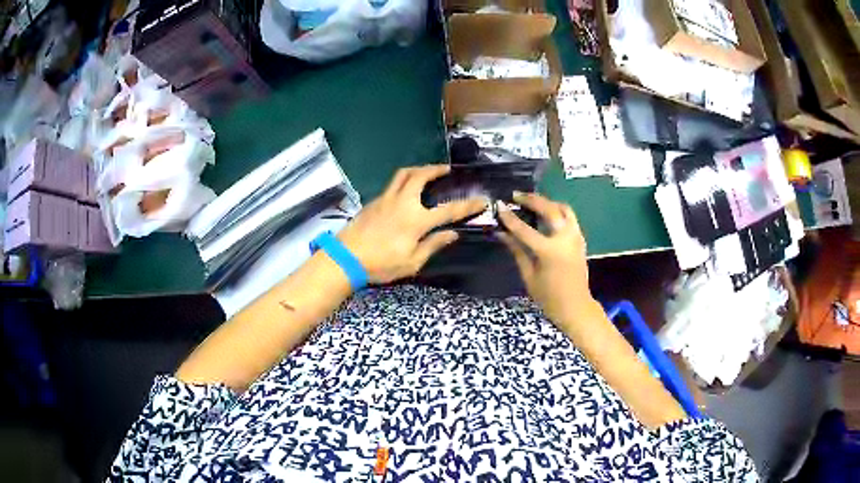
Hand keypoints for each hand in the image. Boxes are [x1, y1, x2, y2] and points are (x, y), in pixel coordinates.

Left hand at [338, 165, 486, 283]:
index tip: (482, 200)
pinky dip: (404, 180)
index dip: (468, 205)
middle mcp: (403, 202)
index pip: (449, 210)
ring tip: (427, 172)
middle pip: (421, 176)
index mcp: (416, 219)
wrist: (346, 257)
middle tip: (447, 169)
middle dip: (436, 169)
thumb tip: (452, 234)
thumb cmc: (381, 264)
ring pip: (403, 174)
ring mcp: (386, 199)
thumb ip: (433, 245)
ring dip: (419, 169)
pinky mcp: (374, 201)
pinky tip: (406, 190)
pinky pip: (393, 184)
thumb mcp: (412, 262)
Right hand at [497, 192, 598, 325]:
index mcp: (549, 251)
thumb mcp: (529, 275)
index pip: (525, 229)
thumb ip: (517, 251)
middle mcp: (565, 239)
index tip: (499, 205)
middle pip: (549, 209)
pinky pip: (569, 217)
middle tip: (516, 195)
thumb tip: (502, 233)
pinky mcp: (580, 239)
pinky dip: (557, 211)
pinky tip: (546, 214)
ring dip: (547, 202)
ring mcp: (576, 237)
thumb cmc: (549, 297)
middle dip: (532, 199)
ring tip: (533, 201)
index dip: (510, 217)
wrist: (575, 306)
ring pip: (563, 209)